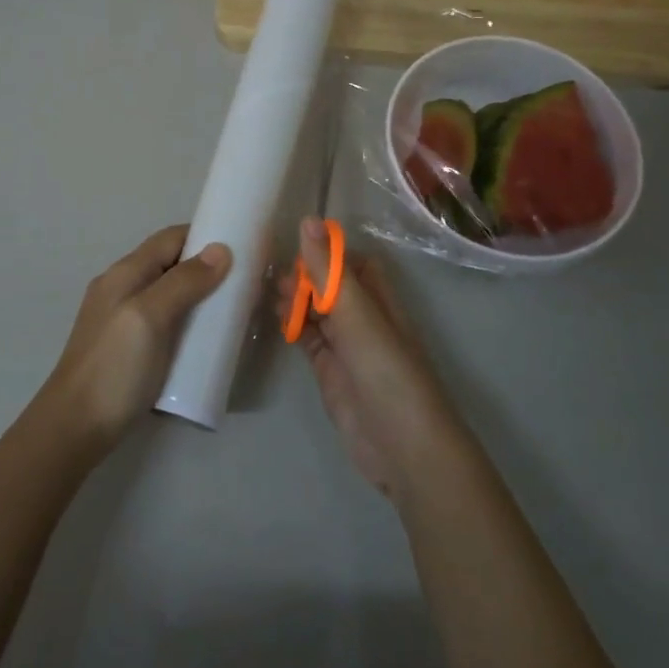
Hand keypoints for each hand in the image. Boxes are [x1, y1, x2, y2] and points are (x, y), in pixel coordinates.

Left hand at [34, 225, 231, 455]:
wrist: (75, 428)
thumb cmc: (114, 368)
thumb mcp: (149, 318)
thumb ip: (183, 282)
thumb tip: (220, 249)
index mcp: (125, 273)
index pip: (170, 238)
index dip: (204, 236)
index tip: (242, 247)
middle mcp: (122, 288)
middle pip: (170, 264)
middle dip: (207, 268)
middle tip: (245, 284)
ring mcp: (124, 319)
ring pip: (169, 294)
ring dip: (200, 297)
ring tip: (232, 311)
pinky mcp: (129, 347)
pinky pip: (166, 321)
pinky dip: (188, 321)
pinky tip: (206, 339)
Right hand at [280, 218, 468, 501]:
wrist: (402, 447)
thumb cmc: (386, 372)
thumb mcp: (356, 315)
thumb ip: (329, 271)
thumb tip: (308, 220)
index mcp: (379, 300)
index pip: (353, 264)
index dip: (327, 252)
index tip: (292, 245)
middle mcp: (364, 320)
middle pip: (331, 287)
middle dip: (304, 277)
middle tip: (271, 274)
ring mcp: (347, 348)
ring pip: (317, 313)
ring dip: (295, 301)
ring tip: (266, 294)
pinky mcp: (330, 373)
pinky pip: (308, 340)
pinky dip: (292, 327)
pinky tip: (273, 319)